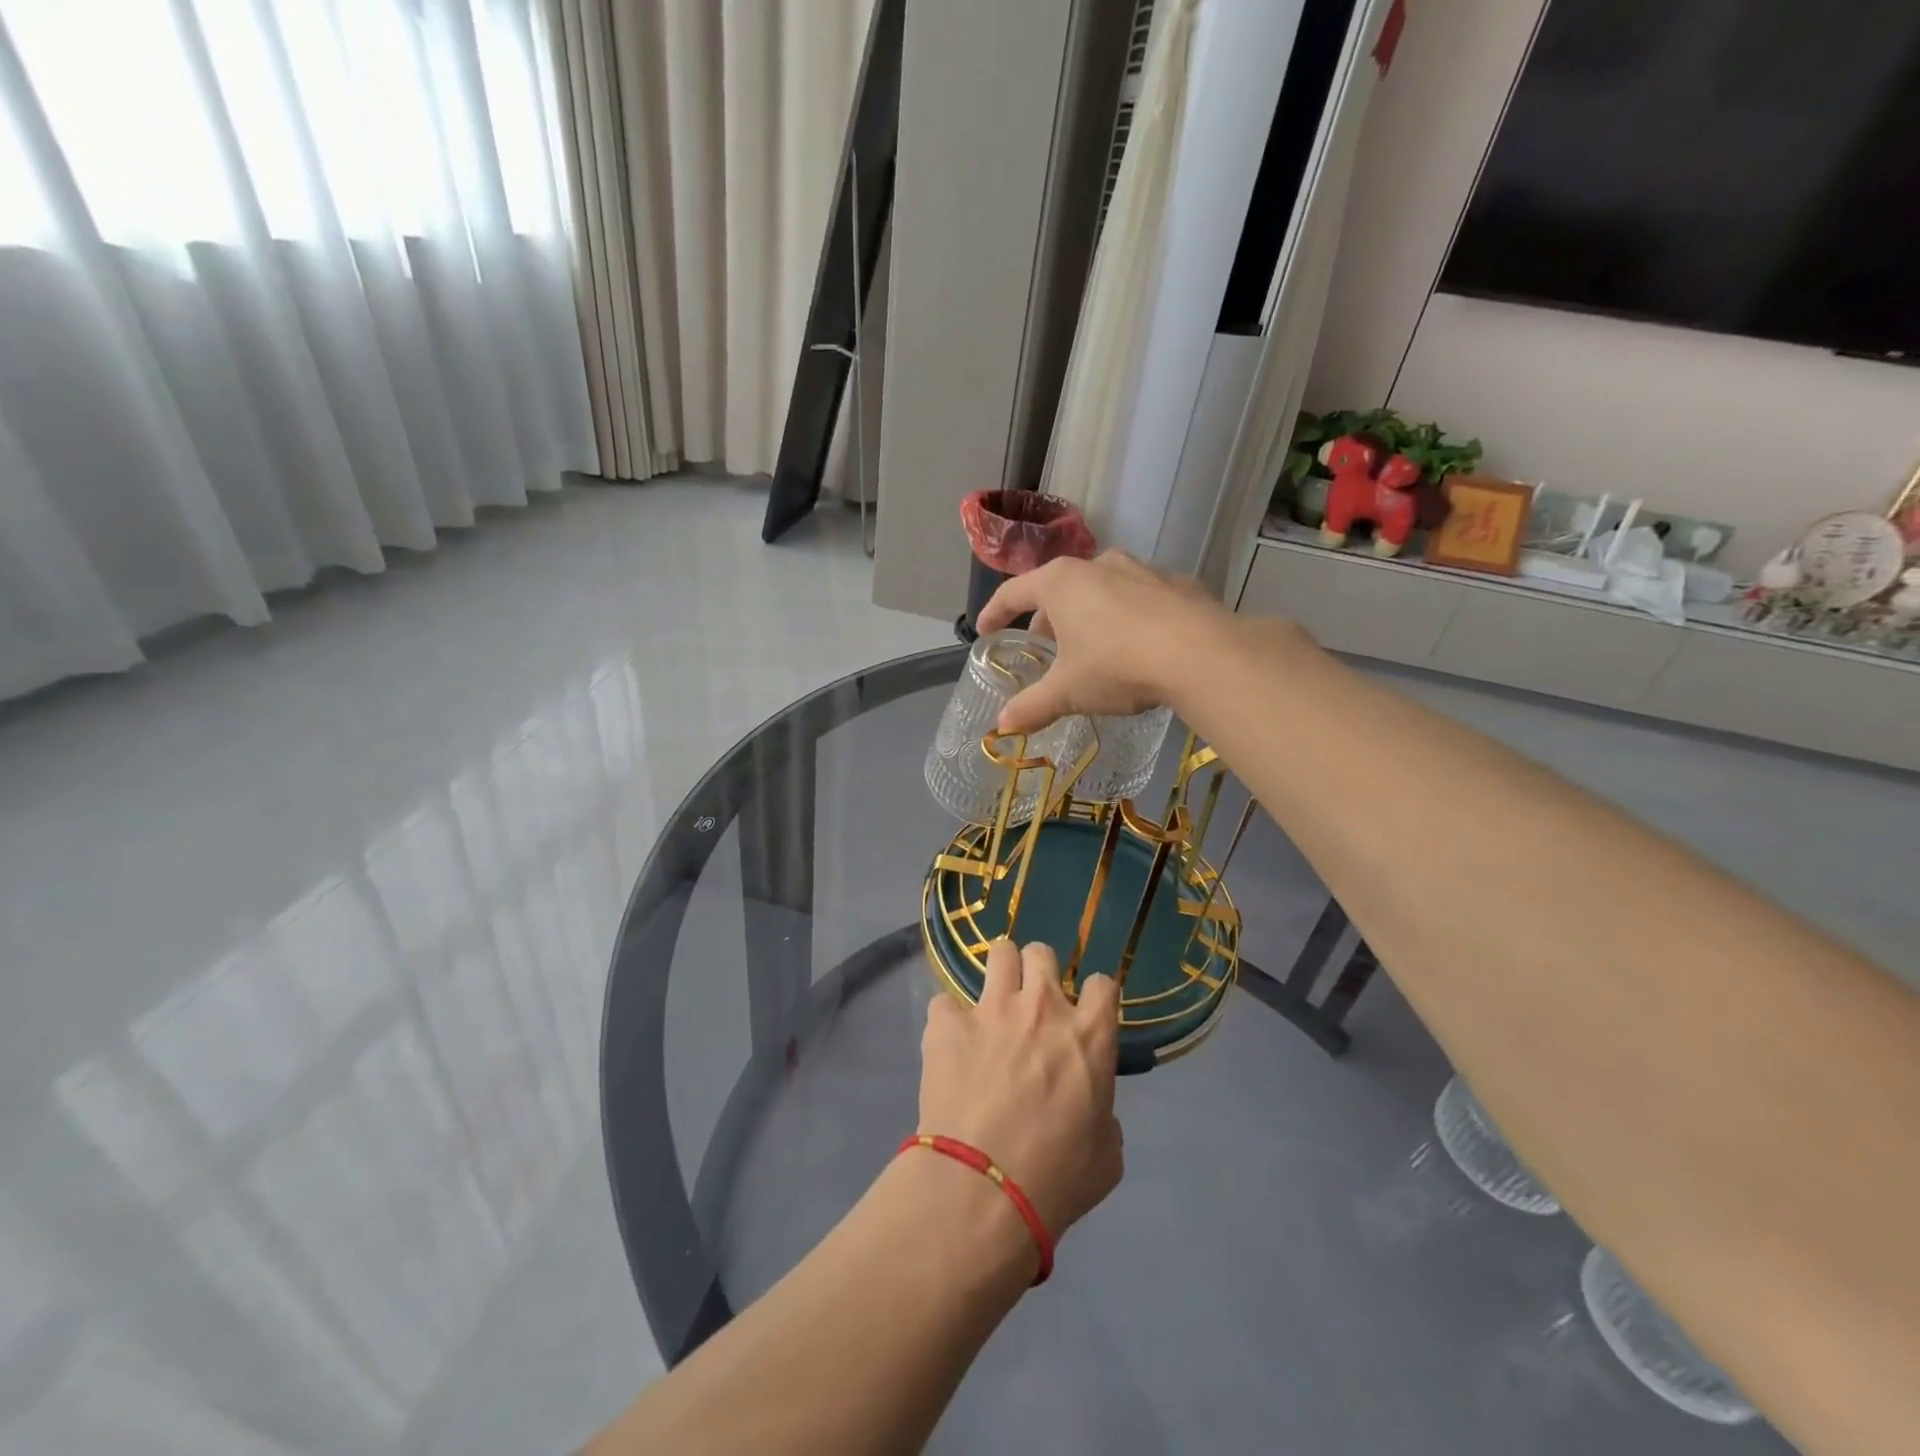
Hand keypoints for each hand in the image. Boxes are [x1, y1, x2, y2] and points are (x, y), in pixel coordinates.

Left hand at [918, 941, 1123, 1242]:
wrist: (982, 1187)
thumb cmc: (1056, 1179)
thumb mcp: (1106, 1156)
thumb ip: (1103, 1117)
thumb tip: (1092, 1112)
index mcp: (1089, 1035)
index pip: (1101, 983)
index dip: (1092, 997)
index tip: (1084, 1015)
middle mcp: (1042, 1007)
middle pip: (1042, 953)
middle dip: (1038, 972)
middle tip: (1031, 1004)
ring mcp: (991, 1008)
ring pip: (999, 953)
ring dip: (999, 974)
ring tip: (992, 1003)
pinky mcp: (947, 1022)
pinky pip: (945, 1002)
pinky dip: (949, 1020)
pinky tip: (949, 1044)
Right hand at [974, 552, 1227, 734]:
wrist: (1201, 654)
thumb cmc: (1117, 664)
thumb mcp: (1068, 691)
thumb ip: (1032, 706)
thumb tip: (1002, 726)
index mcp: (1062, 583)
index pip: (1014, 592)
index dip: (995, 612)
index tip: (985, 630)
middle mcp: (1099, 565)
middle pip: (1059, 589)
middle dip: (1048, 619)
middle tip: (1045, 649)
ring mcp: (1142, 570)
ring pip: (1102, 590)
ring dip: (1089, 615)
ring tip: (1091, 648)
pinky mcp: (1178, 584)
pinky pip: (1141, 599)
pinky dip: (1129, 618)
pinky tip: (1138, 646)